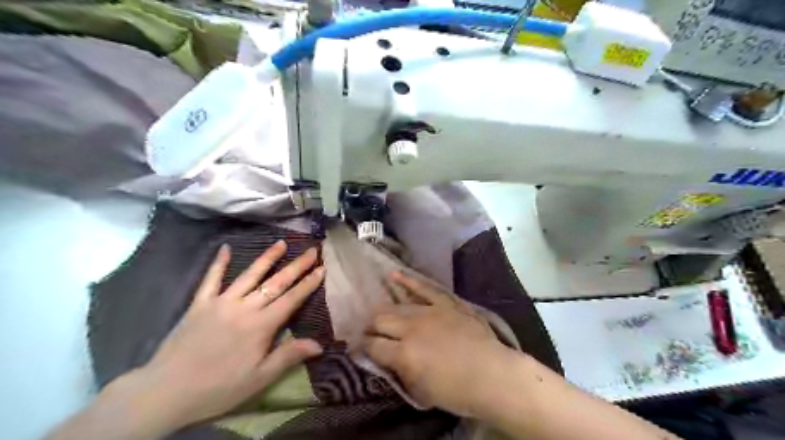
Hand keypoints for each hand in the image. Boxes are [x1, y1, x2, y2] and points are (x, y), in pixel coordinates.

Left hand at [129, 240, 322, 428]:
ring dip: (267, 258)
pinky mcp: (199, 304)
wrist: (165, 392)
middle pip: (276, 282)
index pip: (291, 299)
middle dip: (297, 266)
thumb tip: (320, 345)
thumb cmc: (219, 387)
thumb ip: (289, 356)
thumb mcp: (259, 379)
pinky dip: (218, 263)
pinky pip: (210, 279)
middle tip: (312, 250)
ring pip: (249, 275)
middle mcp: (244, 307)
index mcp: (261, 325)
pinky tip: (225, 248)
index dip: (308, 283)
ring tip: (282, 243)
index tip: (322, 268)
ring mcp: (220, 302)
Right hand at [360, 272, 508, 419]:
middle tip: (368, 333)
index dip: (361, 347)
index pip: (372, 345)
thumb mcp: (421, 391)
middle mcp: (411, 328)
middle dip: (369, 327)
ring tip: (377, 314)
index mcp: (403, 353)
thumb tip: (386, 358)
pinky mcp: (444, 302)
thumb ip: (399, 371)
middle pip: (380, 320)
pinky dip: (407, 281)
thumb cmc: (457, 391)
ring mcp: (429, 311)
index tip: (357, 348)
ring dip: (383, 310)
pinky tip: (393, 275)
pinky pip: (423, 287)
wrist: (492, 374)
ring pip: (397, 305)